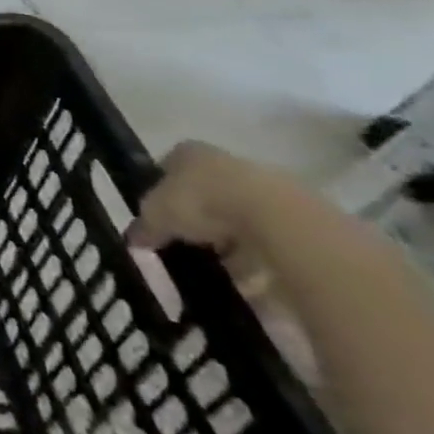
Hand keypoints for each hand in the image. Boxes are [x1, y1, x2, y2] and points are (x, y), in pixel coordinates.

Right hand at [128, 140, 294, 294]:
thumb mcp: (156, 216)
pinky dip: (259, 258)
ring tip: (221, 270)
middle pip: (207, 193)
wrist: (275, 218)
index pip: (168, 168)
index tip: (159, 219)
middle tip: (189, 246)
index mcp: (189, 153)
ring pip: (239, 217)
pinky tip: (250, 279)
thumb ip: (144, 227)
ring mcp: (265, 186)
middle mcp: (226, 162)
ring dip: (231, 243)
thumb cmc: (201, 203)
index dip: (161, 193)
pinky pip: (269, 239)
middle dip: (199, 221)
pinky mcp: (298, 214)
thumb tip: (135, 241)